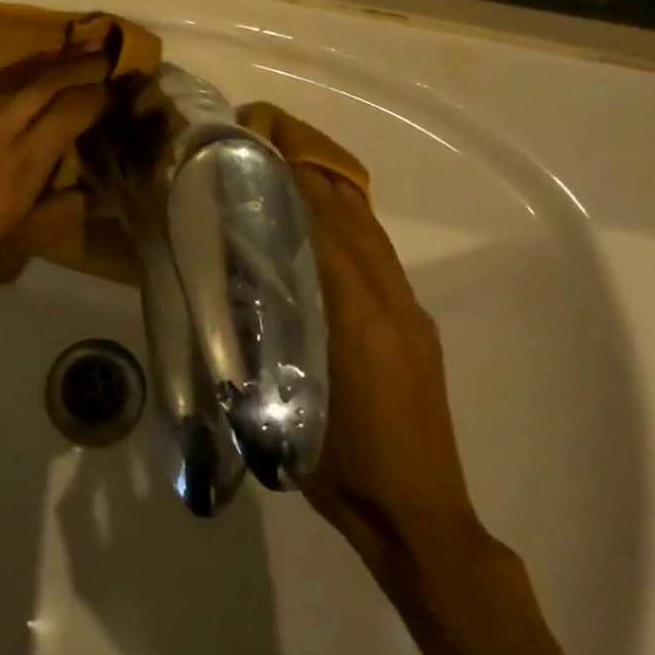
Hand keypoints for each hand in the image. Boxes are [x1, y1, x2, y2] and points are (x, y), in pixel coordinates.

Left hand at [0, 53, 112, 334]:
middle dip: (80, 68)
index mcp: (17, 168)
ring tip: (70, 75)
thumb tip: (87, 192)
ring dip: (46, 77)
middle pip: (45, 84)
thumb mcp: (4, 263)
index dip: (100, 97)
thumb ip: (50, 222)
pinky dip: (13, 94)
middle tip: (107, 60)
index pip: (71, 112)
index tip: (121, 91)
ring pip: (13, 87)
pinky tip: (19, 106)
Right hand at [291, 159, 492, 588]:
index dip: (294, 179)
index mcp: (356, 316)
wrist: (418, 517)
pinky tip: (325, 225)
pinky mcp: (417, 328)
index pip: (323, 226)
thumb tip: (235, 280)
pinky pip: (380, 258)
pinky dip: (350, 226)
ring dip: (333, 192)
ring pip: (370, 233)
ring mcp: (409, 312)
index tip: (262, 143)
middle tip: (269, 138)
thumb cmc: (340, 465)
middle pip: (351, 216)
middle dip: (311, 169)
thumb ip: (263, 334)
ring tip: (291, 166)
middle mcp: (389, 300)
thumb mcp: (284, 398)